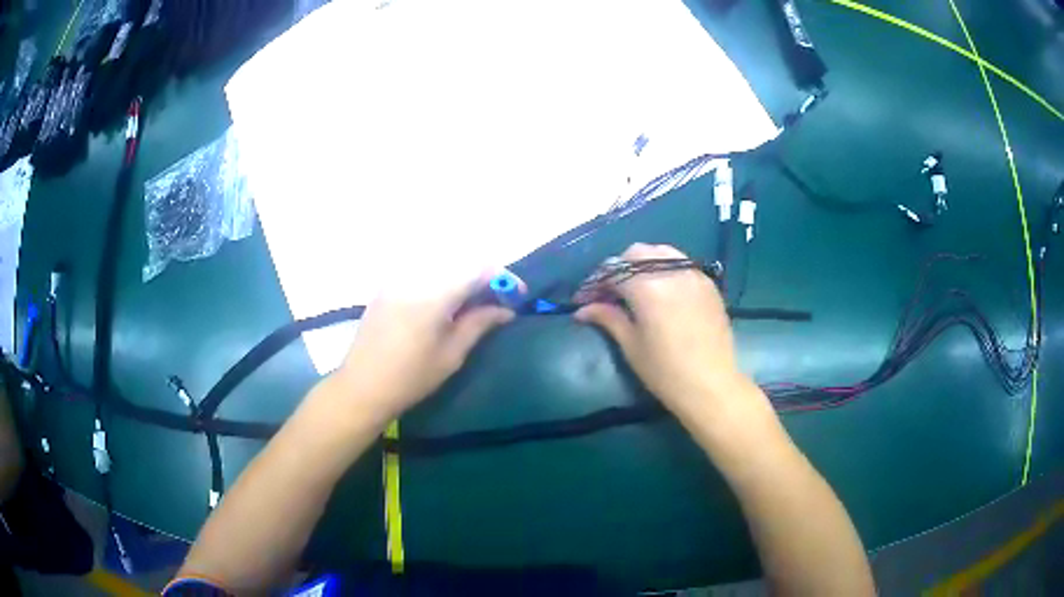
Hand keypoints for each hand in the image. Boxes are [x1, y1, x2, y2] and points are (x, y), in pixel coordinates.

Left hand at [335, 270, 517, 422]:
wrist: (362, 386)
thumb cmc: (411, 377)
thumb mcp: (452, 354)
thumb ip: (480, 323)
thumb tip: (506, 310)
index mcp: (434, 293)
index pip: (478, 269)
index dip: (502, 278)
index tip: (517, 295)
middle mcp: (416, 276)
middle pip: (460, 262)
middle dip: (484, 277)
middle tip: (496, 301)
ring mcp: (398, 279)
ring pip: (441, 265)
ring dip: (462, 278)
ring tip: (472, 303)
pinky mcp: (386, 287)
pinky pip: (422, 272)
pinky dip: (441, 280)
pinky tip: (444, 303)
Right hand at [574, 244, 764, 420]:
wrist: (711, 385)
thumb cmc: (665, 371)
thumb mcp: (631, 345)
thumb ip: (608, 318)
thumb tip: (582, 309)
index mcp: (647, 287)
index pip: (613, 271)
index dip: (595, 283)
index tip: (585, 299)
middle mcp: (671, 272)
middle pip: (636, 253)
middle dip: (619, 268)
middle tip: (611, 292)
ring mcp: (693, 275)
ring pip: (662, 252)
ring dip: (644, 263)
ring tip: (637, 287)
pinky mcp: (708, 284)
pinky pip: (682, 263)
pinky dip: (667, 268)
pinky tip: (663, 290)